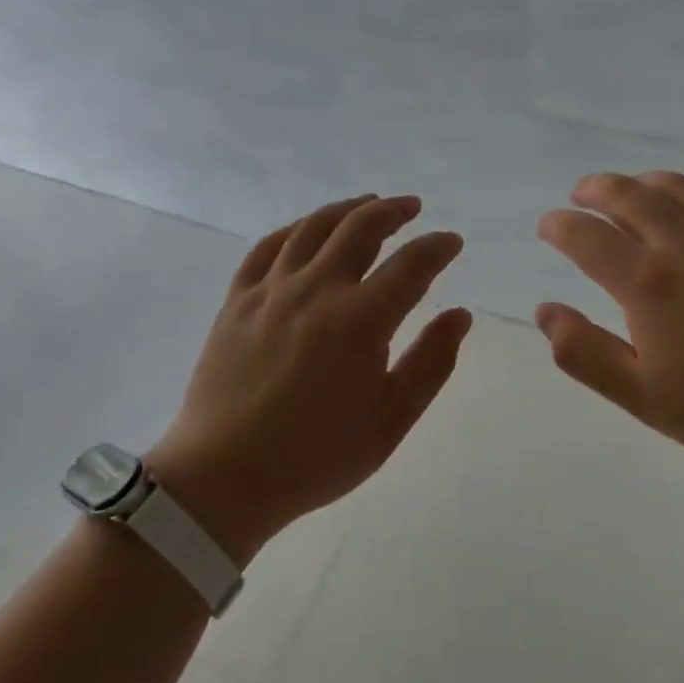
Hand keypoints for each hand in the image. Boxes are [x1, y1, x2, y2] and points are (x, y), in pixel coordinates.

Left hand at [145, 194, 470, 562]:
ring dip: (347, 209)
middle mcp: (316, 290)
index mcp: (359, 321)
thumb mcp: (390, 421)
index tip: (451, 242)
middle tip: (412, 208)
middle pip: (360, 228)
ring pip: (313, 227)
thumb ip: (431, 363)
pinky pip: (267, 247)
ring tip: (367, 204)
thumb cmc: (316, 457)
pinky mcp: (237, 300)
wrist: (223, 478)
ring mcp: (271, 290)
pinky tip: (307, 230)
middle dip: (393, 211)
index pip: (411, 265)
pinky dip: (295, 229)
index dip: (437, 248)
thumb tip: (460, 314)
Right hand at [536, 171, 683, 492]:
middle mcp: (683, 241)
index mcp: (648, 281)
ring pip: (673, 185)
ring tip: (627, 193)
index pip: (586, 235)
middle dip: (594, 189)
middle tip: (580, 196)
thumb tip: (545, 311)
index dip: (560, 225)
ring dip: (639, 182)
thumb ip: (585, 353)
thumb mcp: (644, 396)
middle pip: (627, 193)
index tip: (548, 226)